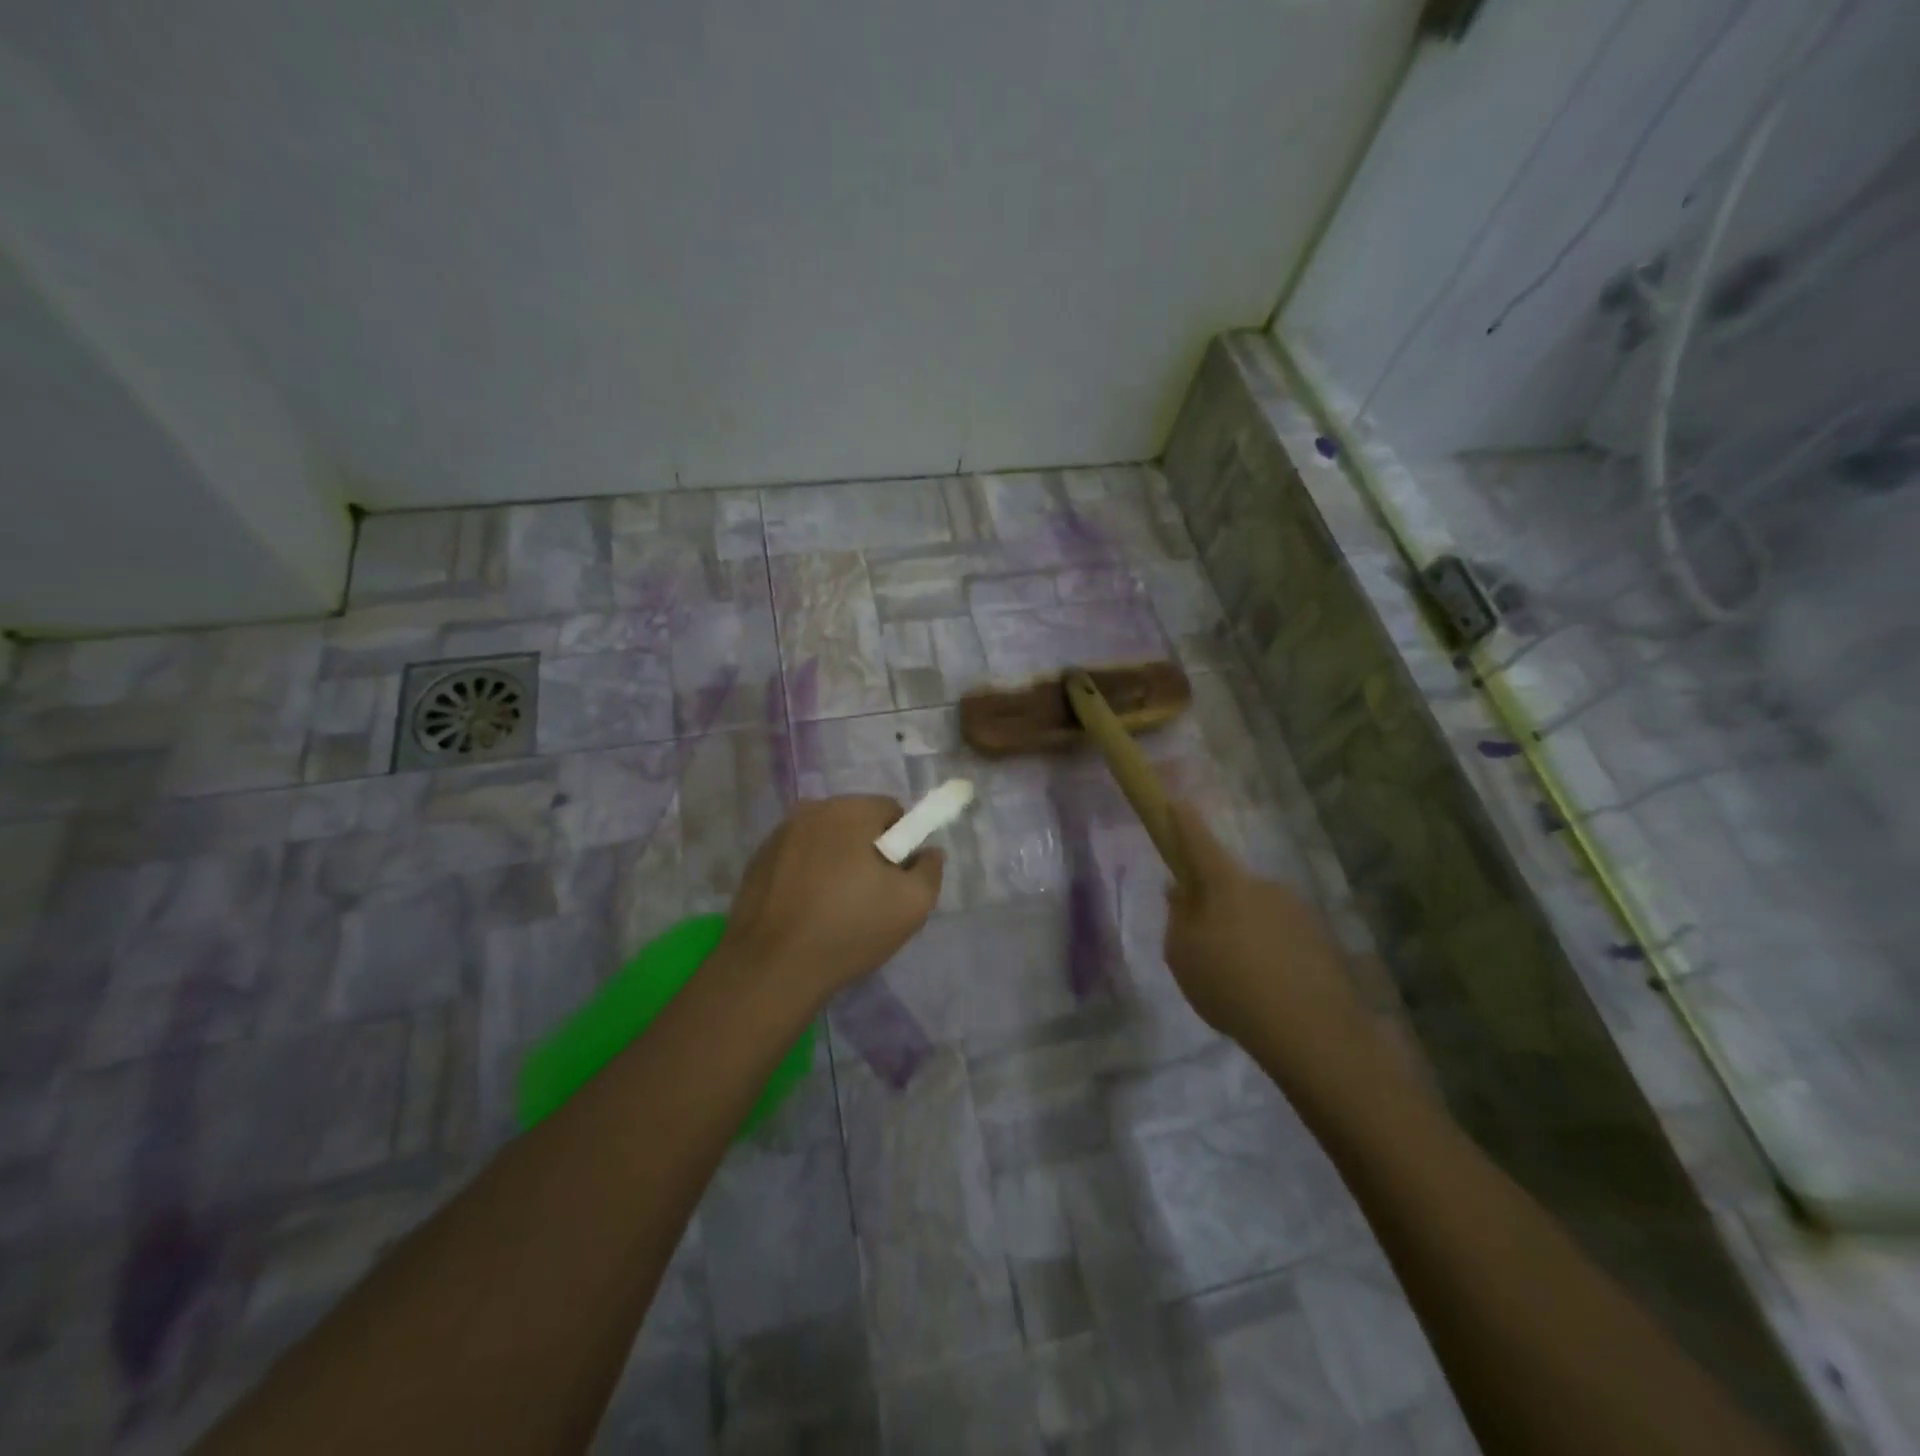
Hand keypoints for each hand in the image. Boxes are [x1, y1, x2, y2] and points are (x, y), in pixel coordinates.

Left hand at [717, 795, 943, 1008]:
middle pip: (856, 821)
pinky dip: (809, 873)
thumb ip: (930, 869)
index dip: (902, 843)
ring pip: (825, 839)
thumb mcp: (912, 905)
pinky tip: (808, 910)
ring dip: (837, 860)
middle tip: (871, 894)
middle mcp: (811, 810)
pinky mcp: (757, 860)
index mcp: (849, 811)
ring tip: (836, 906)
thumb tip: (927, 852)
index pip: (891, 810)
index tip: (897, 878)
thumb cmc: (849, 929)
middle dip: (869, 849)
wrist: (772, 968)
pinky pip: (798, 857)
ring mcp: (778, 834)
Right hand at [1163, 801, 1375, 1091]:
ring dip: (1243, 929)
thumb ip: (1178, 917)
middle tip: (1203, 941)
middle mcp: (1265, 885)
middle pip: (1229, 882)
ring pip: (1256, 910)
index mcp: (1226, 883)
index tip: (1175, 802)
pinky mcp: (1320, 939)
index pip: (1198, 839)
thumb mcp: (1181, 954)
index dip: (1183, 820)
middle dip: (1214, 900)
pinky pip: (1281, 935)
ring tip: (1237, 976)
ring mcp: (1297, 910)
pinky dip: (1268, 951)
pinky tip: (1265, 987)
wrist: (1310, 1031)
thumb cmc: (1230, 985)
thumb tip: (1180, 891)